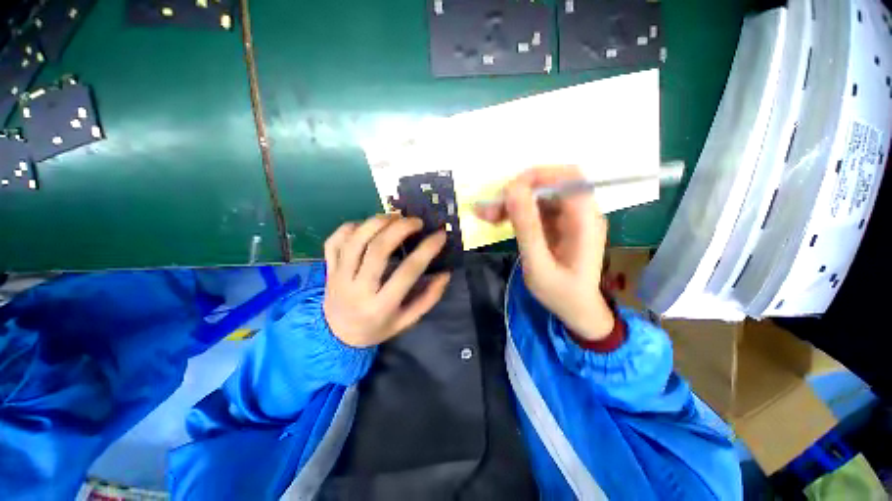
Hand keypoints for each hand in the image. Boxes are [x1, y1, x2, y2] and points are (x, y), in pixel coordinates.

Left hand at [323, 215, 450, 347]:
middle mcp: (358, 289)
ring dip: (377, 222)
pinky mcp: (328, 268)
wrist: (336, 336)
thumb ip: (428, 299)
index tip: (440, 235)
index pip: (407, 272)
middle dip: (400, 229)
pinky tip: (367, 226)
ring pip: (355, 240)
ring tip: (396, 217)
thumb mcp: (406, 321)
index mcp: (381, 306)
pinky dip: (351, 227)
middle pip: (377, 250)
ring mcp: (338, 276)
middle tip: (416, 221)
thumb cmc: (376, 328)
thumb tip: (445, 274)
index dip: (427, 250)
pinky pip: (335, 241)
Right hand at [475, 167, 613, 340]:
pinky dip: (515, 211)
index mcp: (585, 221)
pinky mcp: (558, 223)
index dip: (537, 177)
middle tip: (491, 207)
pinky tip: (497, 219)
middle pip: (550, 184)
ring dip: (512, 201)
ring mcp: (569, 217)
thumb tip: (512, 190)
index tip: (507, 192)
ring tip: (487, 215)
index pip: (568, 178)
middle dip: (518, 191)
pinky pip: (535, 207)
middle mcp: (581, 213)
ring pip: (539, 195)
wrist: (577, 310)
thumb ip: (526, 228)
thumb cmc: (561, 293)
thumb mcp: (539, 266)